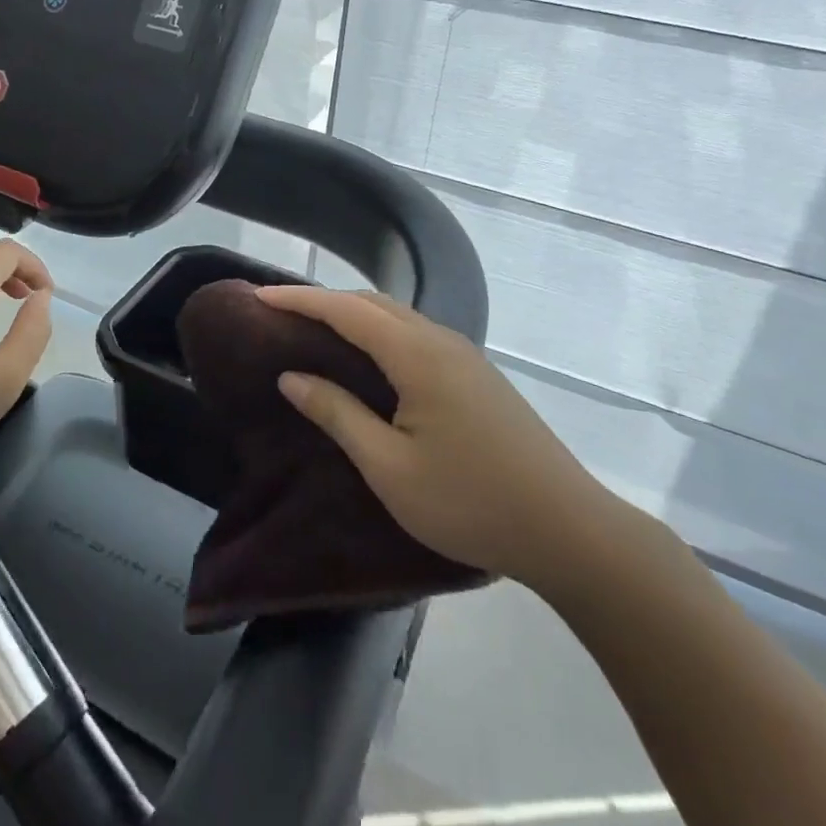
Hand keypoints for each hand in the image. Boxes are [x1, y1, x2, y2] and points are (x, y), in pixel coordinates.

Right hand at [256, 285, 638, 601]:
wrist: (567, 528)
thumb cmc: (469, 501)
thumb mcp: (389, 467)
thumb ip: (338, 414)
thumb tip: (292, 377)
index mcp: (417, 355)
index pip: (346, 310)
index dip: (299, 300)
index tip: (258, 297)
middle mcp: (441, 341)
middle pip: (373, 304)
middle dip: (324, 301)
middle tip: (280, 315)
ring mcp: (465, 355)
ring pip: (398, 317)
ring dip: (353, 316)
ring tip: (315, 332)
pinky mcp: (477, 375)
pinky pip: (416, 336)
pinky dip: (380, 334)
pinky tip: (368, 362)